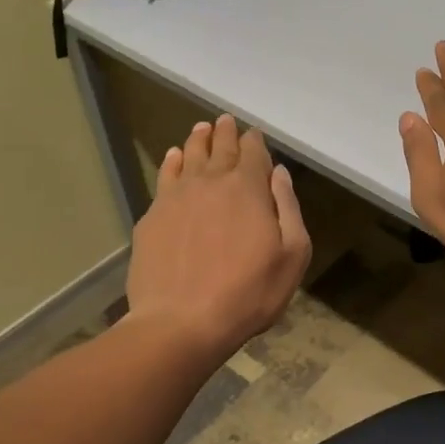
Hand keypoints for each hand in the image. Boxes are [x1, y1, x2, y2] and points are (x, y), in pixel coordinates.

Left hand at [126, 115, 311, 359]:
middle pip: (220, 147)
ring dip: (198, 140)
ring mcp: (177, 196)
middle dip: (226, 133)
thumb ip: (288, 208)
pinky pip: (164, 177)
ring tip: (202, 129)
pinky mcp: (153, 216)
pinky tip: (173, 157)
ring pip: (189, 156)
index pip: (253, 153)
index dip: (255, 141)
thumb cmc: (248, 293)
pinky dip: (172, 162)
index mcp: (249, 189)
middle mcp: (211, 182)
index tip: (254, 135)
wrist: (181, 322)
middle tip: (226, 121)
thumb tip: (278, 173)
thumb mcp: (292, 256)